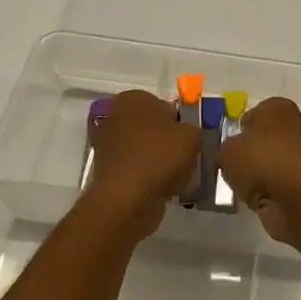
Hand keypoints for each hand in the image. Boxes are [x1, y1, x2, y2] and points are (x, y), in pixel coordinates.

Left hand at [82, 90, 200, 241]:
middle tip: (187, 157)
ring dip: (160, 161)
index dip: (182, 122)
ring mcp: (107, 145)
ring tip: (178, 176)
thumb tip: (187, 135)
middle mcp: (115, 117)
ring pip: (146, 150)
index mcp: (133, 99)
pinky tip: (164, 188)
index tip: (191, 140)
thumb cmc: (159, 157)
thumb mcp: (192, 135)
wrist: (127, 200)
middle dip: (169, 142)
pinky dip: (149, 177)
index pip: (165, 105)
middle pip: (154, 128)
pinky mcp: (106, 171)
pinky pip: (137, 169)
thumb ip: (194, 128)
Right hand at [218, 97, 300, 244]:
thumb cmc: (261, 159)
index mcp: (277, 108)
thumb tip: (230, 155)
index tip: (223, 146)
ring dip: (254, 176)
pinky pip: (273, 186)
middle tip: (226, 168)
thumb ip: (224, 149)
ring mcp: (299, 157)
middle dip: (246, 155)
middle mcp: (292, 127)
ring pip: (267, 164)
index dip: (236, 130)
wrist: (297, 197)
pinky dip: (264, 193)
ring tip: (237, 186)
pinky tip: (251, 200)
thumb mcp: (227, 150)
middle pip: (260, 140)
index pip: (251, 114)